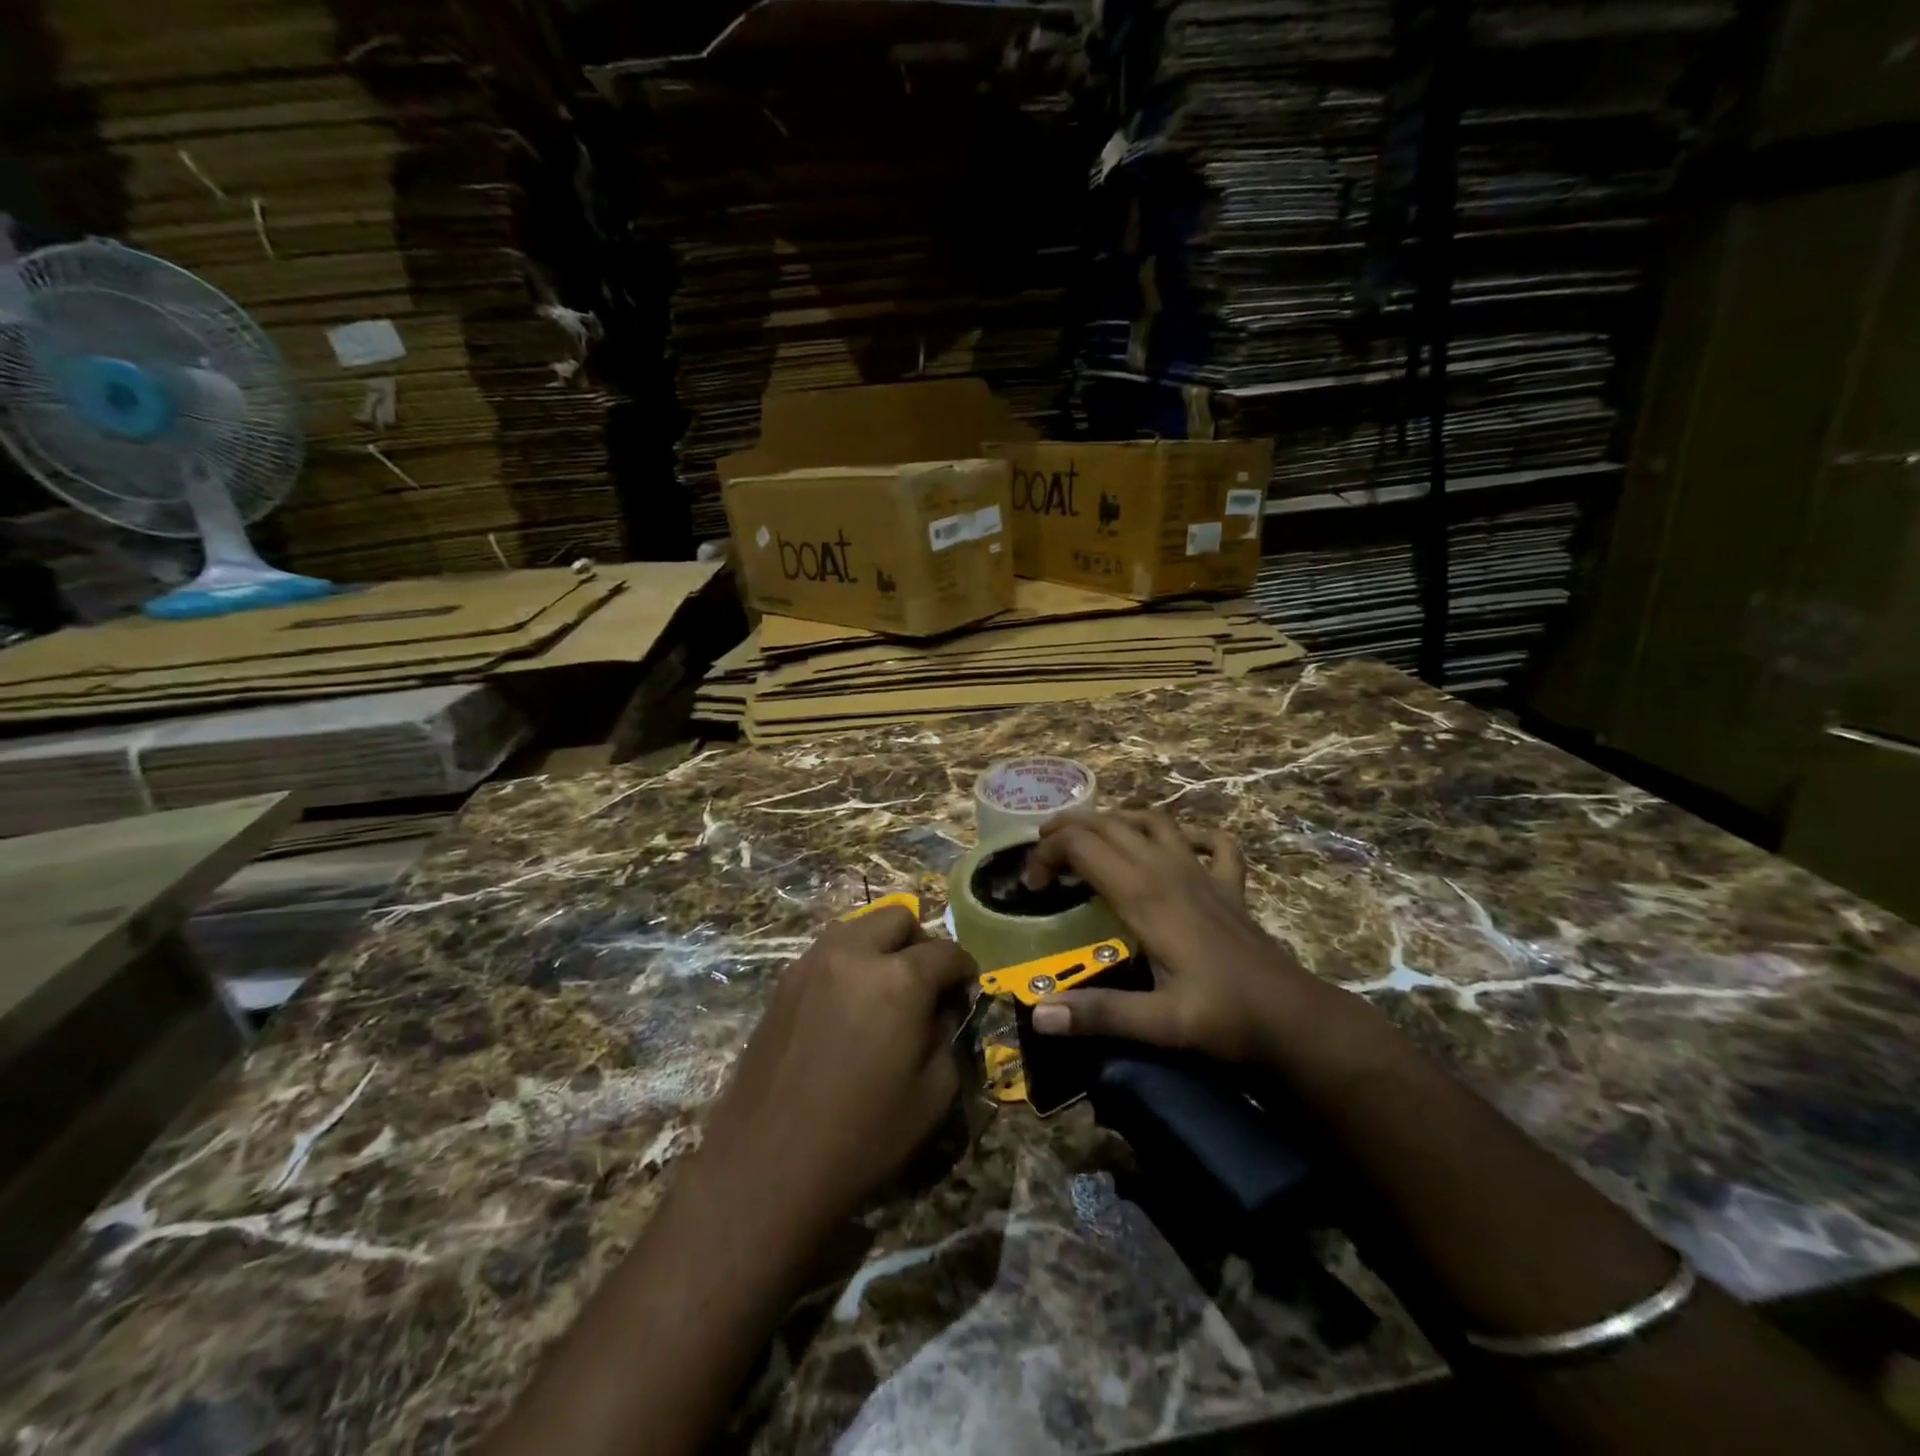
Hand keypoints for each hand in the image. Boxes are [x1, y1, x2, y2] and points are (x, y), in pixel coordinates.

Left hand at [690, 907, 976, 1233]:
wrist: (767, 1164)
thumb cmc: (861, 1136)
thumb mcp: (932, 1095)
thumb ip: (947, 1037)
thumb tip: (942, 1011)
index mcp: (899, 979)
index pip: (947, 952)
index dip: (965, 972)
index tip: (965, 995)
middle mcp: (854, 954)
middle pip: (900, 918)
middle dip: (921, 944)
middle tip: (924, 986)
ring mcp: (813, 962)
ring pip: (859, 926)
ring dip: (881, 946)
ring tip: (884, 991)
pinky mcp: (785, 981)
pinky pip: (828, 950)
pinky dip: (849, 962)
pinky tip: (848, 1006)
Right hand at [1021, 810, 1313, 1064]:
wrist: (1295, 1021)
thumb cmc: (1225, 1019)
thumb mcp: (1159, 1024)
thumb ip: (1099, 1014)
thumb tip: (1039, 1015)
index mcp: (1145, 895)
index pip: (1083, 847)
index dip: (1048, 855)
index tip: (1031, 886)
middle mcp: (1170, 871)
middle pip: (1110, 825)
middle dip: (1069, 828)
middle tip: (1042, 849)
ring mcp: (1204, 874)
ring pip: (1154, 821)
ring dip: (1117, 819)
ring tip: (1091, 834)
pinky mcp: (1230, 887)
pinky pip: (1213, 843)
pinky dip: (1192, 834)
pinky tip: (1179, 846)